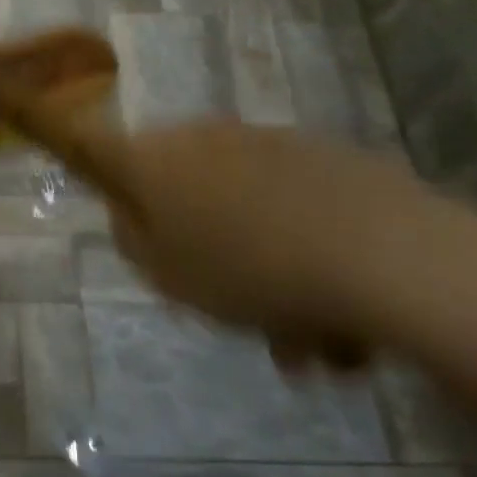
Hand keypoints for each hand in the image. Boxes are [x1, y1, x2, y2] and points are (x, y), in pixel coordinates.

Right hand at [88, 119, 476, 368]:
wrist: (388, 256)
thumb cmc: (250, 271)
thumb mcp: (167, 276)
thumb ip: (133, 240)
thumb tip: (130, 214)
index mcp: (153, 160)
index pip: (96, 145)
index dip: (89, 164)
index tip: (114, 205)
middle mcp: (204, 137)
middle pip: (179, 184)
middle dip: (196, 240)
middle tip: (223, 302)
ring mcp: (269, 142)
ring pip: (243, 204)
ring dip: (260, 262)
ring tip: (301, 339)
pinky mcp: (328, 157)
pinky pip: (293, 206)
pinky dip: (304, 250)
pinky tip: (340, 316)